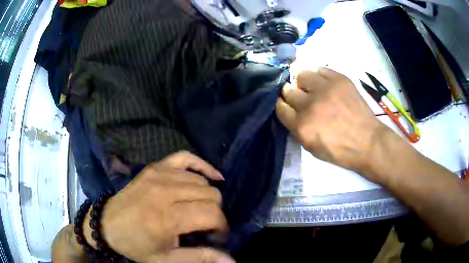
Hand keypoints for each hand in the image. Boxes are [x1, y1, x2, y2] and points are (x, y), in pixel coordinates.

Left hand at [85, 151, 234, 262]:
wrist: (107, 224)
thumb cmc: (136, 245)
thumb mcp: (166, 259)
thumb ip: (199, 258)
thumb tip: (231, 261)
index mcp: (166, 218)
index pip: (212, 214)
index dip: (222, 227)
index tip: (217, 236)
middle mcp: (164, 192)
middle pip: (210, 195)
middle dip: (215, 213)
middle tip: (206, 226)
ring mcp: (159, 175)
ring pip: (201, 181)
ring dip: (207, 197)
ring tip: (200, 210)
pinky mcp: (155, 167)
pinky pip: (185, 157)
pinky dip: (202, 166)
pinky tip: (213, 176)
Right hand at [276, 68, 386, 173]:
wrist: (368, 142)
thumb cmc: (340, 150)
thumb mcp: (311, 148)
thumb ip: (297, 129)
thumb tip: (292, 111)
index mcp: (302, 126)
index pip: (280, 107)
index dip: (282, 105)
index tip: (287, 105)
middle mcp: (310, 105)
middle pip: (288, 90)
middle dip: (292, 94)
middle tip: (302, 98)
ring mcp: (326, 89)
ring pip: (302, 75)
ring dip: (305, 83)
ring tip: (314, 89)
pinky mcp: (340, 80)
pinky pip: (321, 69)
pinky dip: (321, 76)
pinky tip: (327, 85)